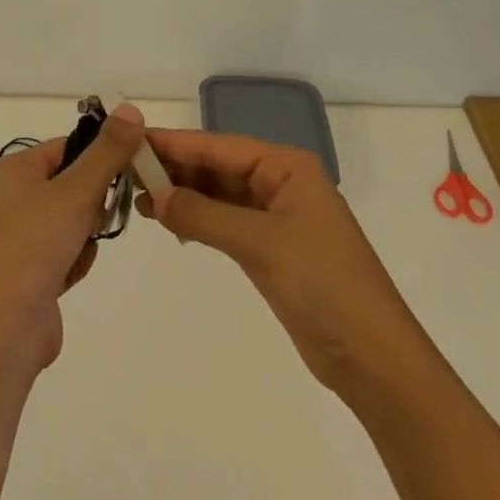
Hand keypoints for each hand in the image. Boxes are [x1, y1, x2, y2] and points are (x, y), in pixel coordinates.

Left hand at [0, 105, 144, 382]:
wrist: (2, 328)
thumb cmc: (34, 246)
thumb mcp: (75, 191)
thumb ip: (107, 152)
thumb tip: (131, 108)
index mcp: (17, 169)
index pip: (69, 147)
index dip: (100, 157)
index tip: (129, 172)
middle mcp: (14, 196)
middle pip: (74, 184)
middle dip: (93, 204)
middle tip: (95, 218)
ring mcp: (21, 235)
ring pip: (74, 220)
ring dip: (85, 236)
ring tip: (77, 251)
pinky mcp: (30, 270)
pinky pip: (67, 252)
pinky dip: (75, 261)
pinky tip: (69, 276)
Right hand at [138, 129, 420, 390]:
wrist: (374, 360)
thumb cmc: (323, 285)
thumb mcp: (260, 243)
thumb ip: (203, 215)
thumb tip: (153, 196)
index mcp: (286, 166)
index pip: (219, 146)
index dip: (174, 143)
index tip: (132, 139)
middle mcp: (280, 182)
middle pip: (217, 166)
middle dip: (174, 168)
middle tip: (125, 170)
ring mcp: (276, 216)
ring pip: (218, 193)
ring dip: (182, 194)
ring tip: (137, 196)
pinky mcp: (270, 248)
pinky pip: (224, 221)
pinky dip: (197, 219)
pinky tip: (167, 220)